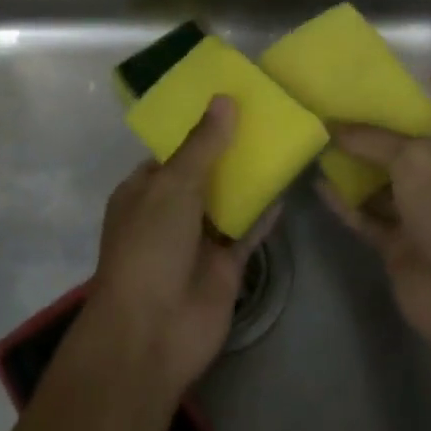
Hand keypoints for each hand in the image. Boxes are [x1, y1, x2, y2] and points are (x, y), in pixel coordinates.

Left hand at [85, 97, 266, 400]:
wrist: (152, 332)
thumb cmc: (150, 247)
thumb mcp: (172, 186)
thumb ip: (202, 145)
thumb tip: (224, 99)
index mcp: (144, 190)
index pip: (173, 151)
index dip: (199, 127)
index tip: (232, 101)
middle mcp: (169, 211)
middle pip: (204, 173)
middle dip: (229, 149)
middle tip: (266, 115)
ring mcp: (197, 240)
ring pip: (227, 201)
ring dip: (249, 178)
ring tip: (281, 142)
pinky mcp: (224, 266)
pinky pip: (247, 232)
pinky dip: (264, 214)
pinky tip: (286, 189)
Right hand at [321, 72, 430, 375]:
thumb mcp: (416, 160)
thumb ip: (374, 140)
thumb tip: (333, 128)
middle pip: (418, 150)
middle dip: (389, 130)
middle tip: (353, 105)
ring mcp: (425, 219)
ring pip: (386, 184)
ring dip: (359, 165)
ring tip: (324, 139)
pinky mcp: (400, 247)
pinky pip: (366, 217)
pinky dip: (345, 202)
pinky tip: (318, 184)